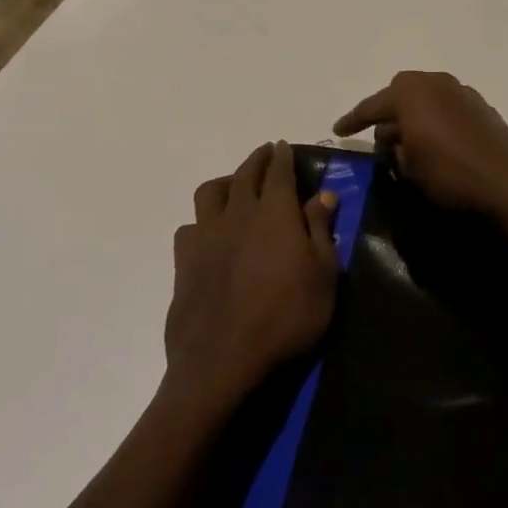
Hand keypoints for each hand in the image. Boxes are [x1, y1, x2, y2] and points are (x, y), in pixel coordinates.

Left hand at [166, 141, 338, 409]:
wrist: (223, 362)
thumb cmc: (287, 317)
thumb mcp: (324, 275)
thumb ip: (321, 230)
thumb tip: (322, 195)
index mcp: (275, 213)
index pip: (278, 171)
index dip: (282, 156)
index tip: (284, 146)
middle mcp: (237, 214)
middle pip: (244, 174)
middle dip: (257, 160)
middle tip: (265, 155)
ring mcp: (205, 237)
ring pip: (210, 193)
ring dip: (226, 183)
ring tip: (235, 189)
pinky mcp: (183, 263)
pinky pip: (189, 227)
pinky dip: (202, 222)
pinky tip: (210, 234)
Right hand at [333, 71, 507, 214]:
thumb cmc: (450, 174)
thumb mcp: (410, 167)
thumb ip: (396, 148)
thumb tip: (396, 141)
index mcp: (410, 93)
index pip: (372, 106)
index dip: (353, 119)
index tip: (338, 130)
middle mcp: (435, 83)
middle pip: (400, 91)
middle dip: (387, 111)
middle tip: (380, 137)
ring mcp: (461, 91)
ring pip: (426, 96)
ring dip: (413, 114)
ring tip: (407, 142)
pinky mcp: (480, 105)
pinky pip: (445, 105)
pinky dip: (434, 117)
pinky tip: (435, 140)